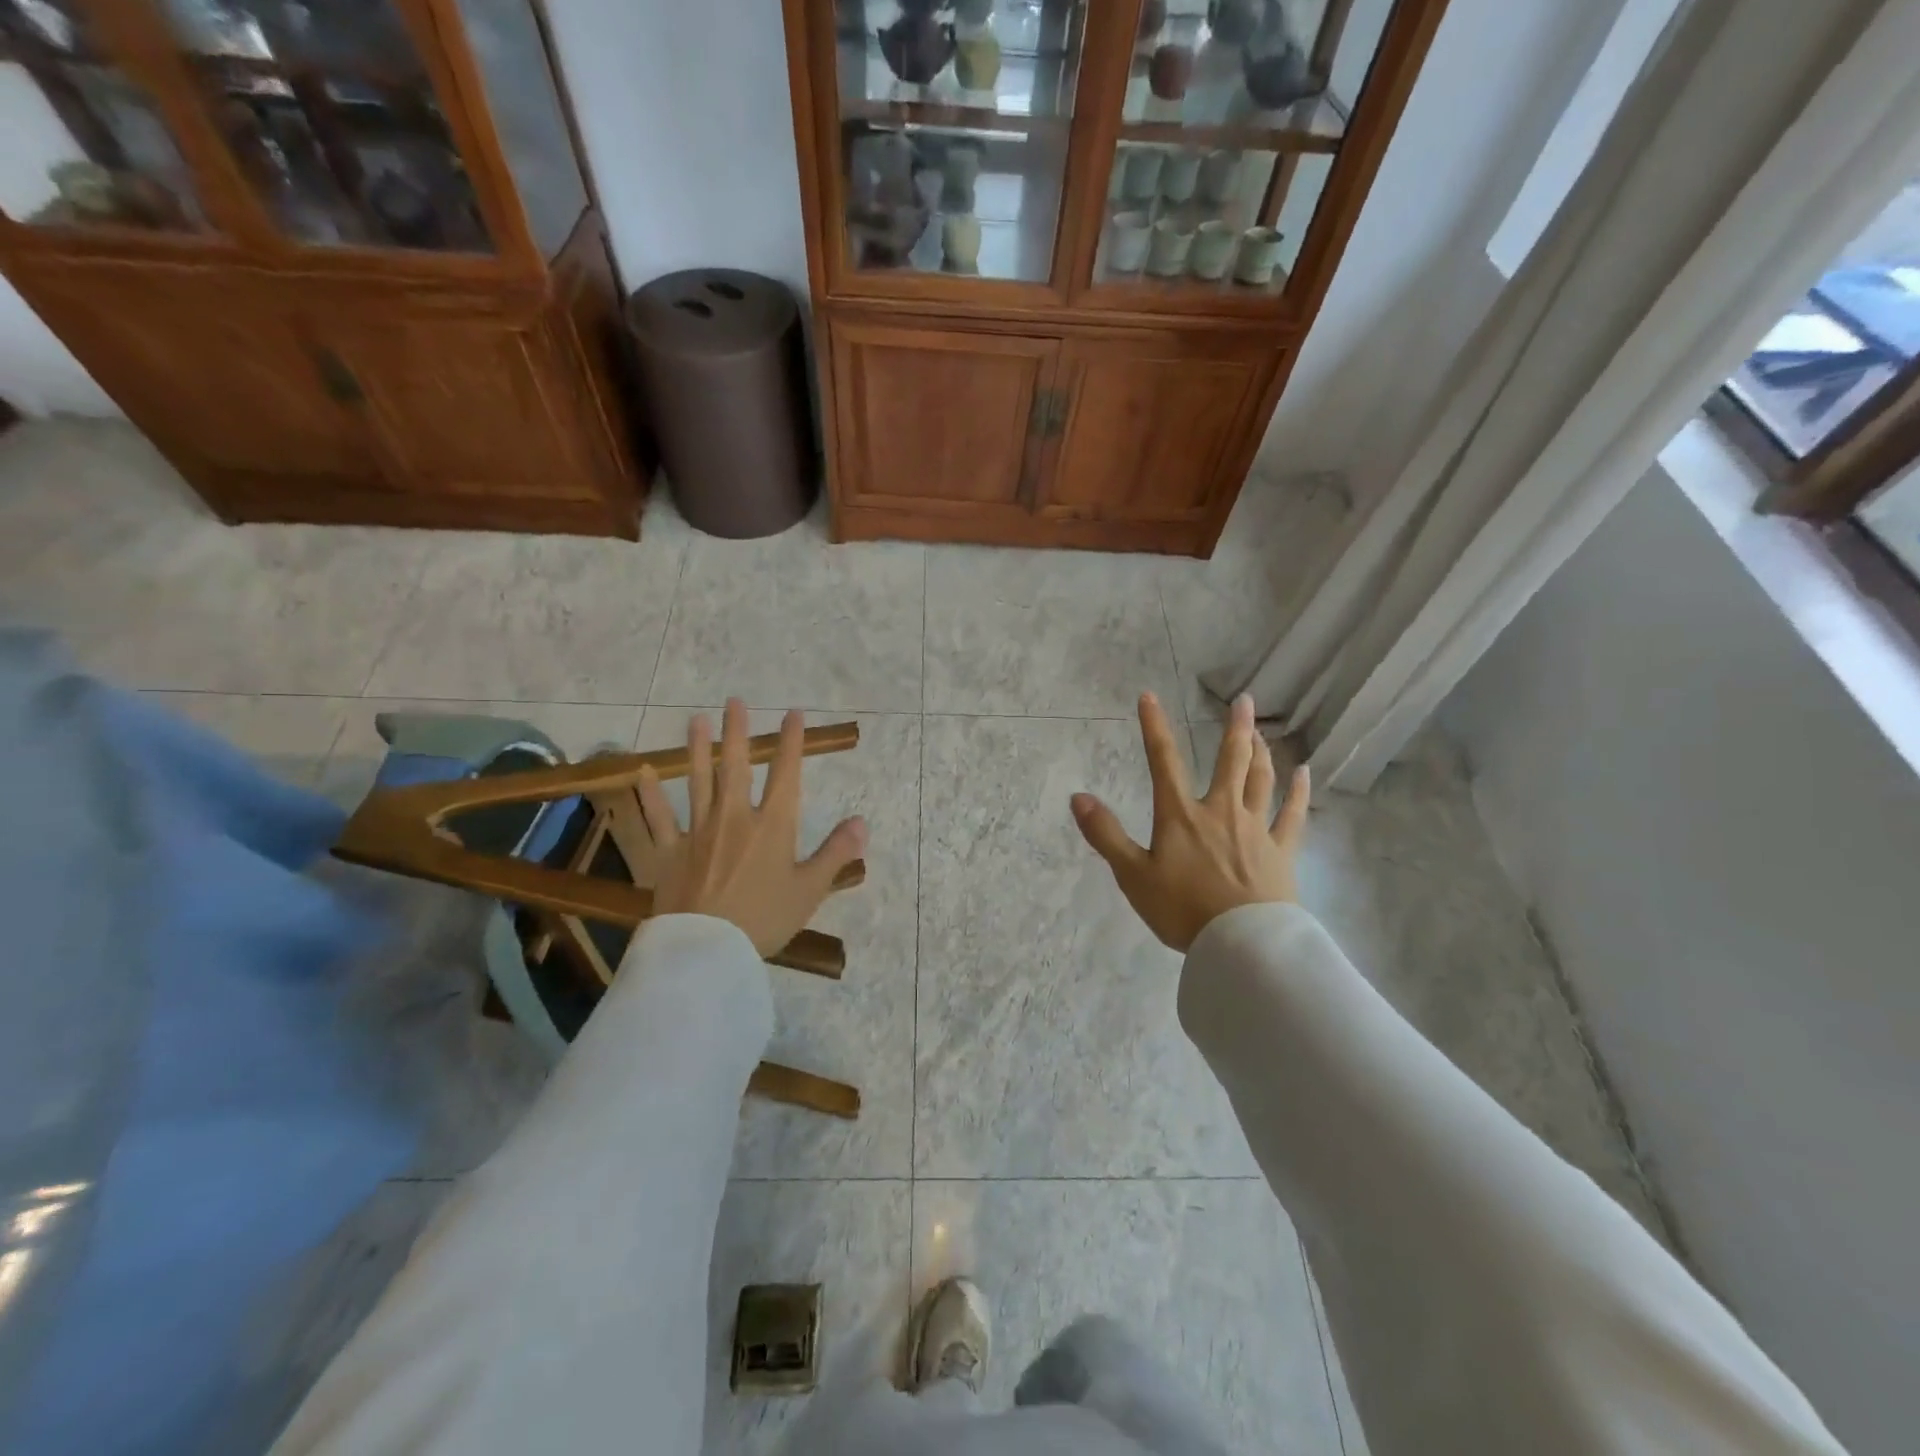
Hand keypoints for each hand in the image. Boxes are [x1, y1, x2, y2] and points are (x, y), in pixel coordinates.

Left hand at [634, 699, 867, 956]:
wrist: (709, 951)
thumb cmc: (765, 919)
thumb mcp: (810, 889)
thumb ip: (836, 852)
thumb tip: (862, 821)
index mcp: (773, 826)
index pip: (785, 774)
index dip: (792, 742)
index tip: (793, 714)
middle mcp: (735, 818)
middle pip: (737, 767)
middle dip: (738, 732)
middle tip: (734, 701)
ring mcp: (698, 833)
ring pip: (698, 782)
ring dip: (698, 749)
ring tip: (696, 720)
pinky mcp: (669, 853)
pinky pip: (658, 819)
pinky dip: (651, 795)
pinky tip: (643, 771)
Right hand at [1071, 691, 1308, 952]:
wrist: (1241, 944)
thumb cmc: (1182, 910)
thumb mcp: (1132, 875)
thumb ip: (1105, 834)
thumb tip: (1078, 797)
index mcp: (1181, 814)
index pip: (1164, 761)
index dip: (1154, 727)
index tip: (1149, 696)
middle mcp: (1221, 810)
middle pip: (1231, 760)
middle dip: (1235, 728)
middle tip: (1244, 700)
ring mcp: (1256, 828)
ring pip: (1261, 779)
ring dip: (1262, 751)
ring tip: (1262, 731)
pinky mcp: (1281, 851)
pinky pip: (1293, 815)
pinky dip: (1299, 792)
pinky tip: (1305, 774)